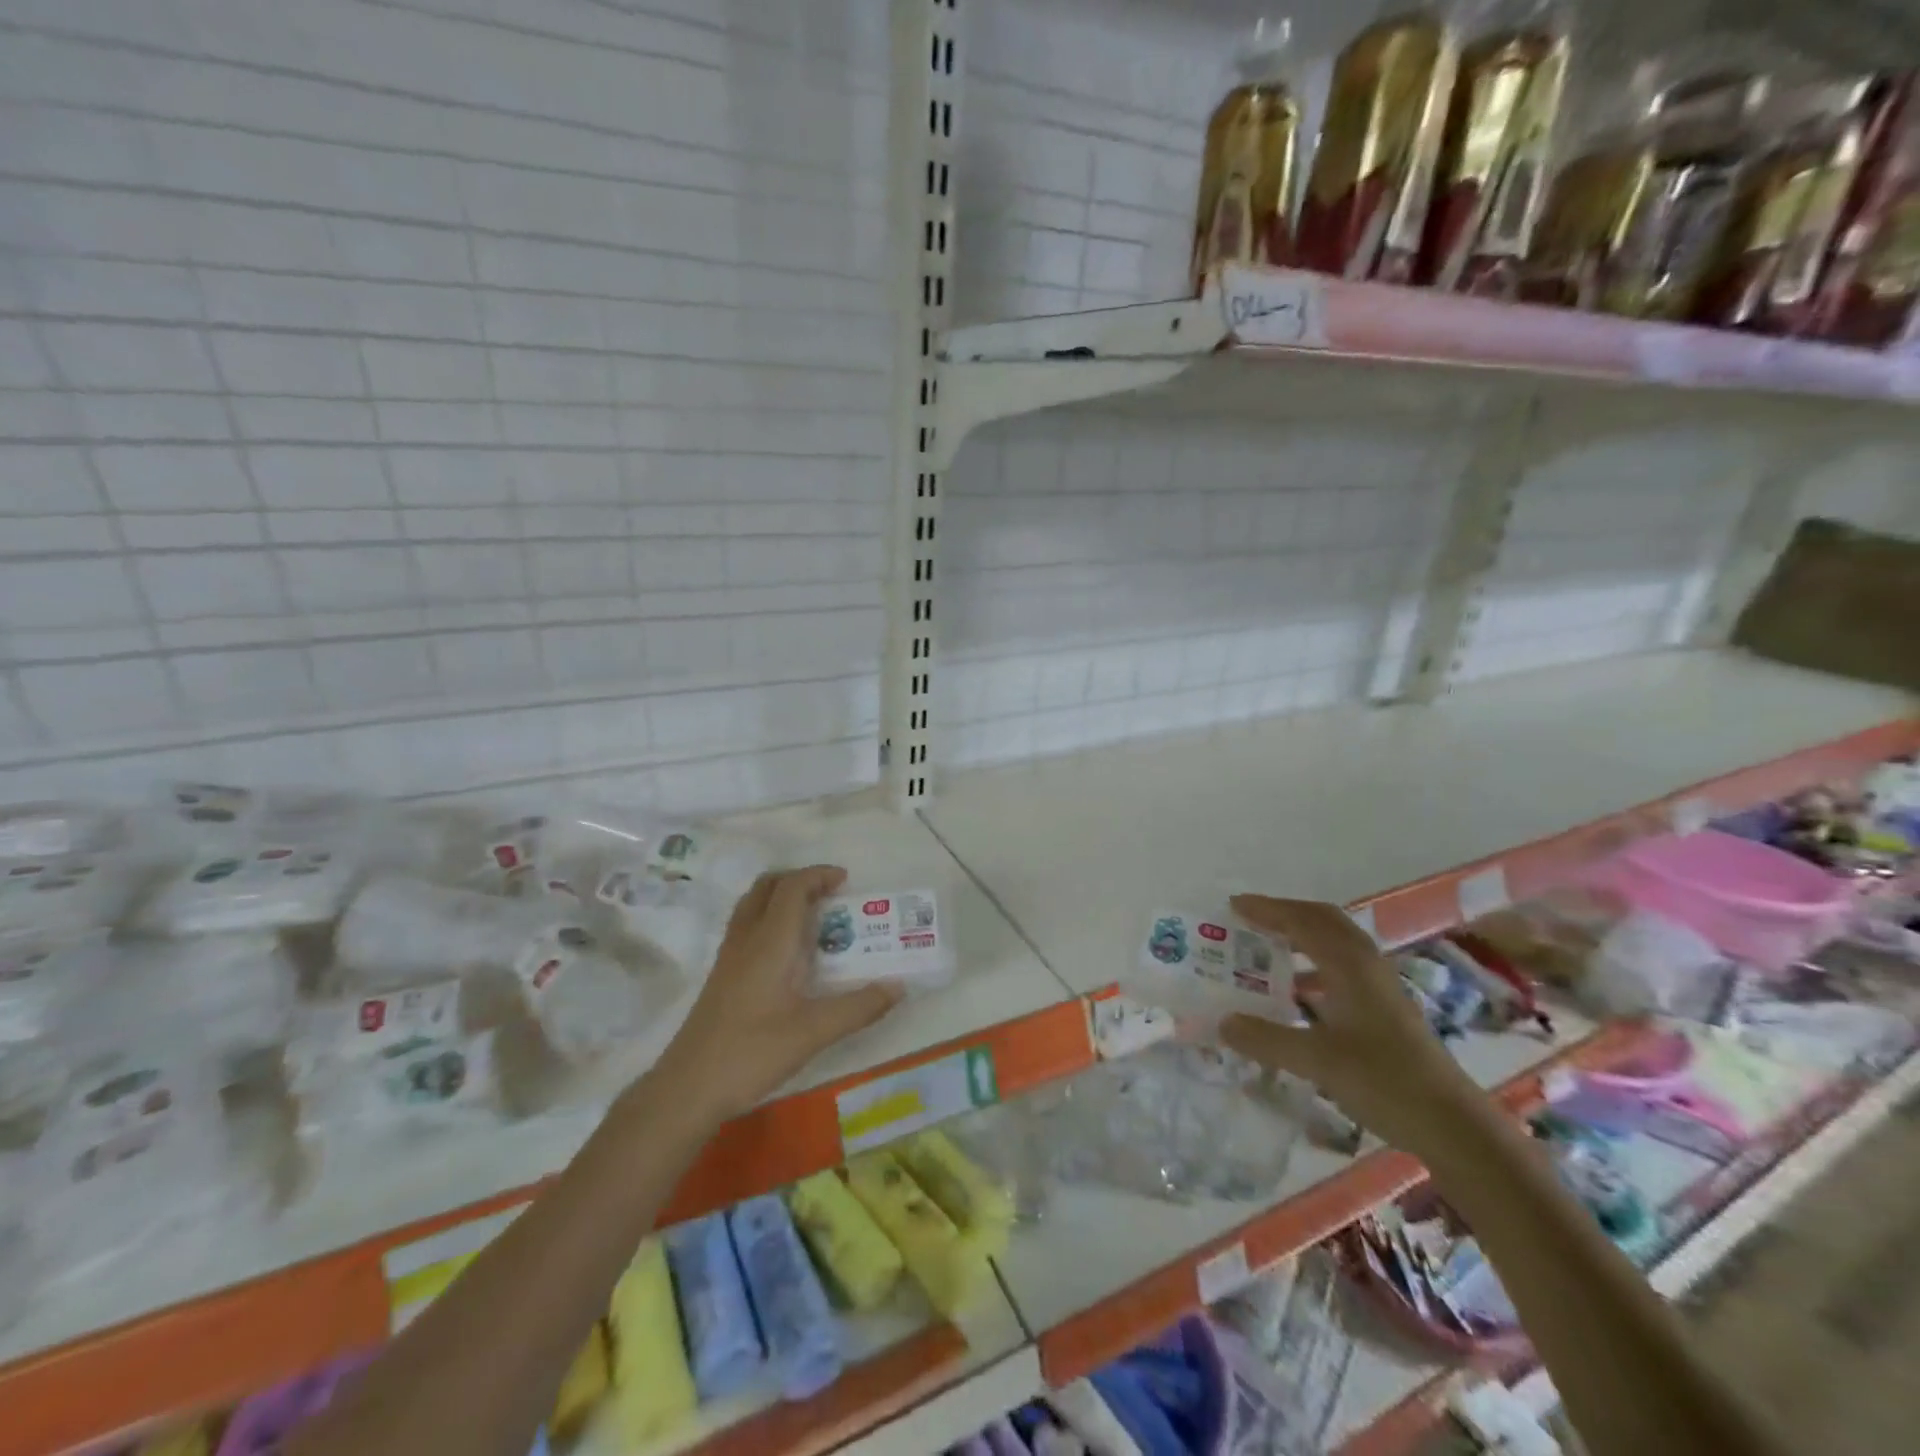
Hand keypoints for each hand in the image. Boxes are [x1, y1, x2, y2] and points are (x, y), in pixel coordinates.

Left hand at [653, 866, 902, 1122]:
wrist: (687, 1088)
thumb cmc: (751, 1053)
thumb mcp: (813, 1033)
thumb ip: (858, 1008)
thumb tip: (898, 986)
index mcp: (770, 942)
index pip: (792, 887)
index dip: (818, 875)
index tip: (846, 881)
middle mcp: (746, 939)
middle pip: (768, 886)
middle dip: (799, 880)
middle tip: (830, 894)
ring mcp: (729, 956)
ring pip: (753, 905)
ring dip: (782, 897)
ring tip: (813, 917)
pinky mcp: (722, 976)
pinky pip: (747, 926)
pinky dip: (770, 919)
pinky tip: (787, 953)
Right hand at [1219, 895, 1488, 1161]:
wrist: (1453, 1125)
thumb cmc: (1384, 1082)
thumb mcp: (1317, 1061)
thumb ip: (1266, 1039)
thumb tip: (1223, 1022)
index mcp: (1350, 965)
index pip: (1302, 921)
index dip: (1267, 909)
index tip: (1233, 905)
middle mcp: (1366, 965)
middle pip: (1323, 921)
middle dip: (1285, 914)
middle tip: (1249, 920)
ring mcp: (1380, 986)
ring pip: (1335, 943)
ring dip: (1300, 937)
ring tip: (1266, 949)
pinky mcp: (1386, 1008)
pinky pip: (1342, 967)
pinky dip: (1314, 965)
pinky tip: (1297, 992)